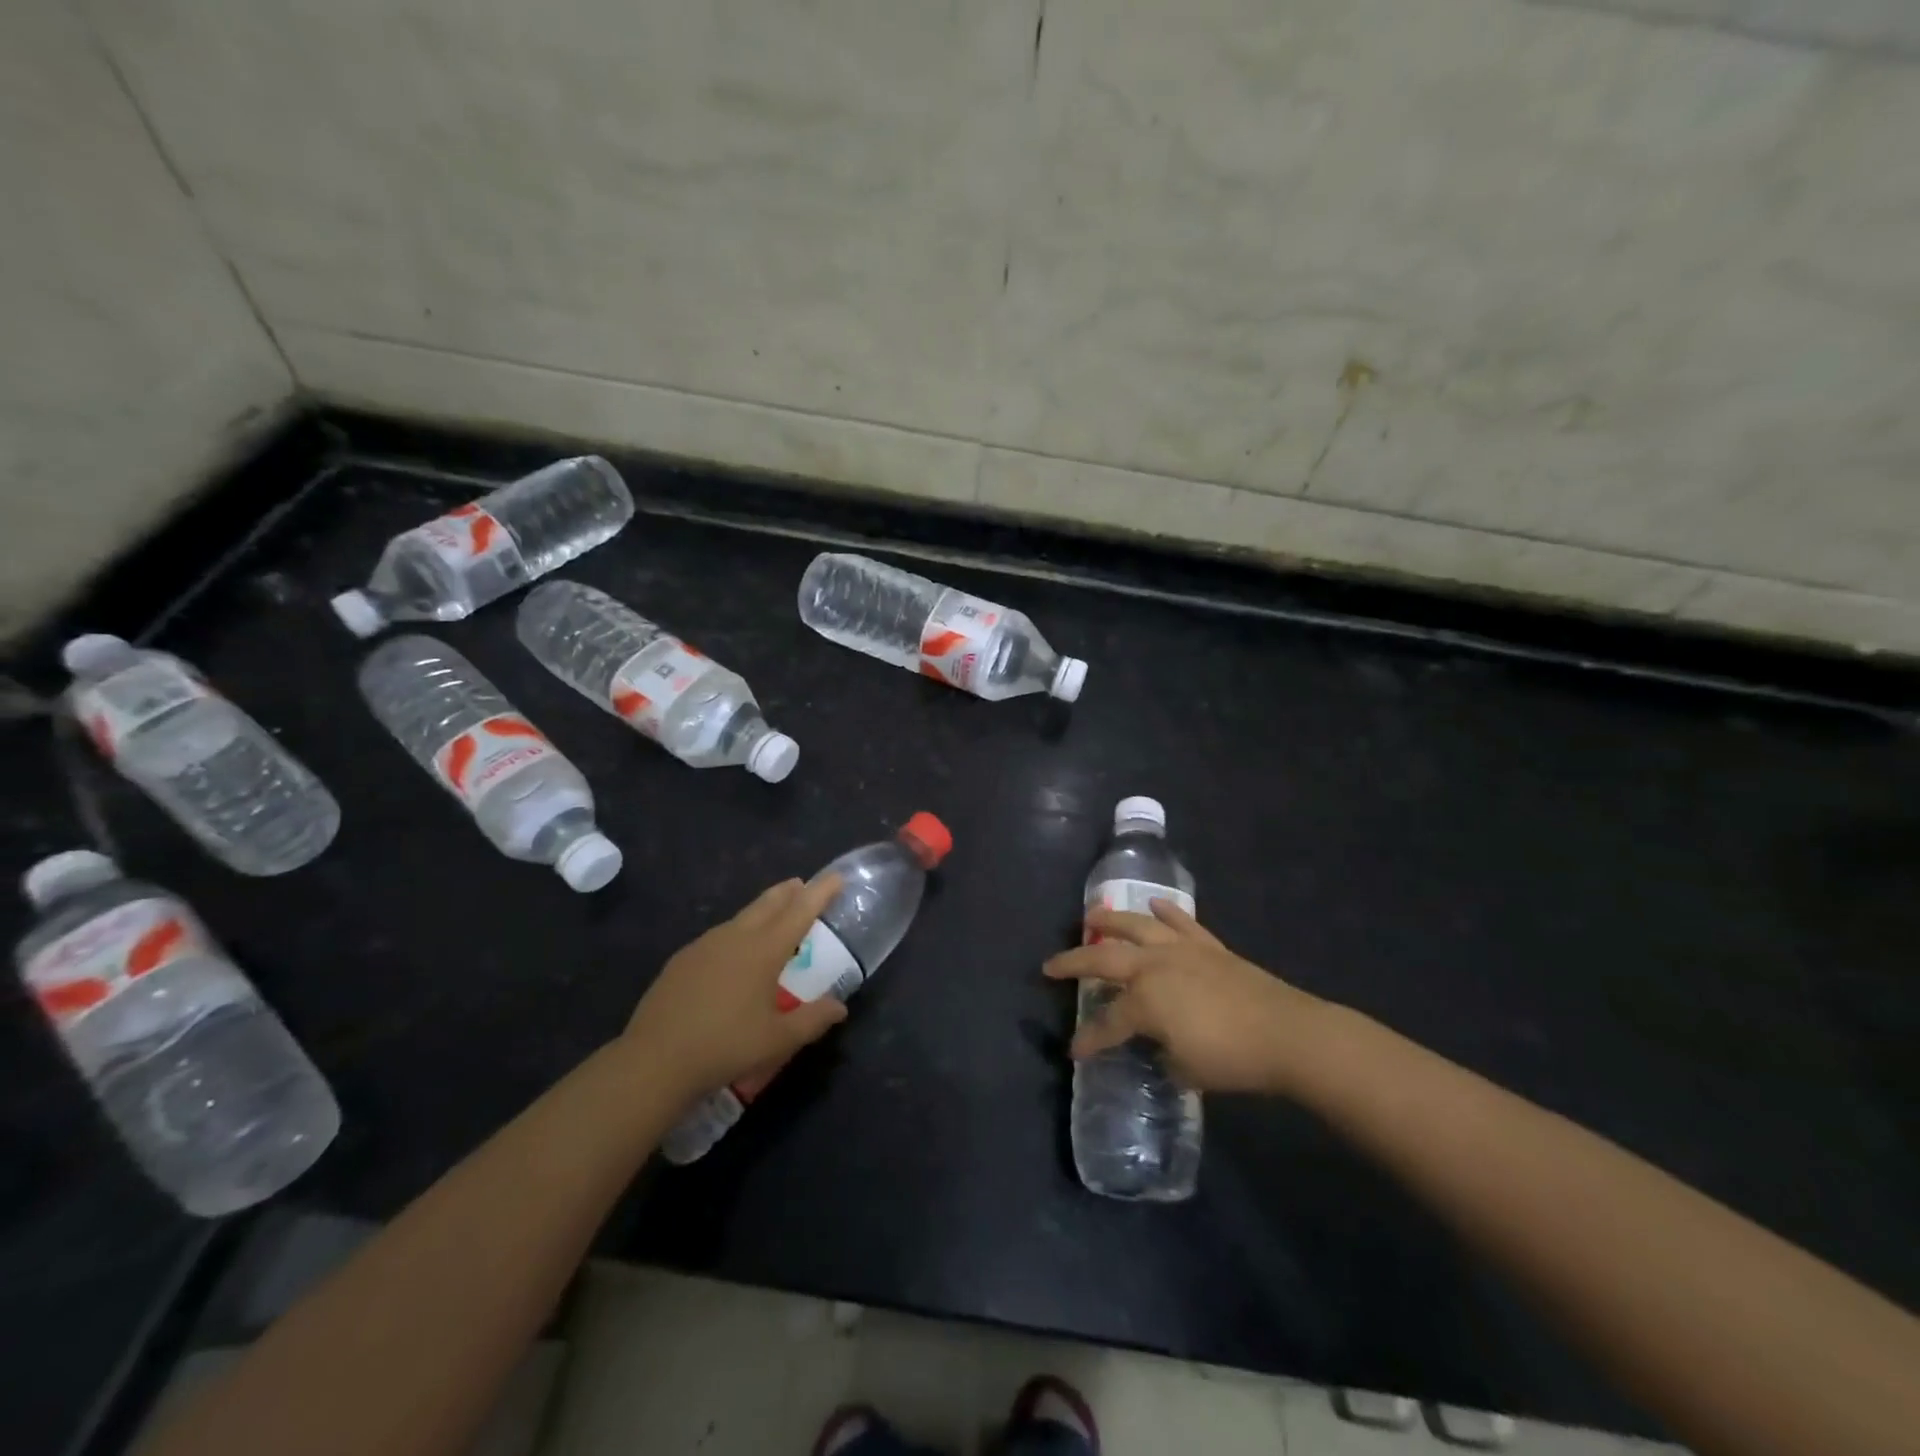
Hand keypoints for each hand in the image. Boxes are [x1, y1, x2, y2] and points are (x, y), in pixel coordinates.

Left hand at [624, 876, 849, 1101]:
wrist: (654, 1061)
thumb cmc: (725, 1047)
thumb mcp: (778, 1039)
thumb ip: (813, 1020)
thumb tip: (839, 1008)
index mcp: (763, 950)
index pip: (800, 911)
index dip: (820, 892)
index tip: (836, 877)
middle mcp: (735, 938)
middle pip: (768, 903)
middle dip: (789, 892)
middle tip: (802, 886)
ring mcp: (704, 946)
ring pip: (741, 917)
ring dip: (762, 911)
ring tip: (772, 918)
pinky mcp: (682, 960)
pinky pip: (719, 936)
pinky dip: (737, 933)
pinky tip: (734, 955)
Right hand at [1044, 900, 1324, 1093]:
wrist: (1286, 1034)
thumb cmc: (1232, 1057)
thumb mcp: (1186, 1069)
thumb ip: (1161, 1055)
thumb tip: (1157, 1046)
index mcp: (1145, 1002)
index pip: (1107, 1023)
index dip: (1088, 1039)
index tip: (1073, 1052)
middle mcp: (1155, 967)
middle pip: (1104, 959)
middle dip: (1073, 963)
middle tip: (1050, 965)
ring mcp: (1182, 951)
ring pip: (1137, 927)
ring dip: (1111, 920)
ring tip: (1091, 916)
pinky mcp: (1209, 947)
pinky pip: (1181, 923)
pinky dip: (1166, 912)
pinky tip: (1155, 904)